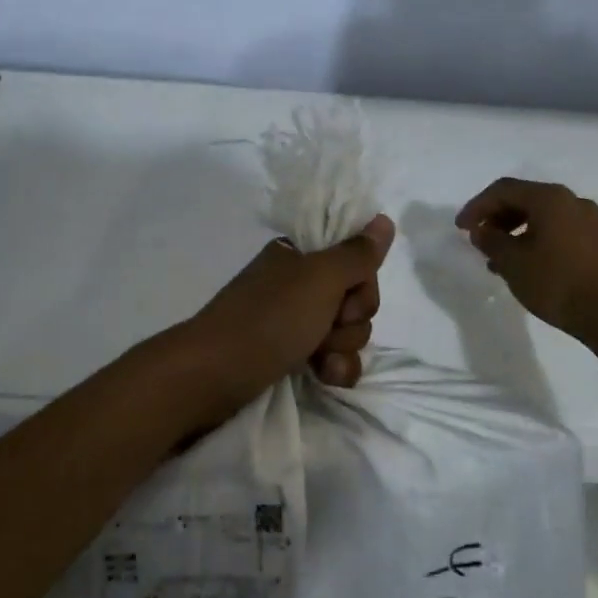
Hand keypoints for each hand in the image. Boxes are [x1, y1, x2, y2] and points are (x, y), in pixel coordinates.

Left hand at [184, 214, 395, 409]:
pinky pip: (334, 358)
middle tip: (328, 325)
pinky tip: (324, 377)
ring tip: (319, 358)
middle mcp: (299, 283)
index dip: (361, 280)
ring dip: (342, 347)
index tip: (347, 292)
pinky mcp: (292, 356)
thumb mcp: (320, 278)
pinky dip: (335, 368)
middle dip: (352, 317)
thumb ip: (358, 253)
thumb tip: (384, 220)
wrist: (213, 376)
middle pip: (356, 296)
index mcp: (301, 254)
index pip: (355, 257)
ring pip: (348, 330)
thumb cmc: (269, 318)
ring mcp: (295, 321)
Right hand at [455, 179, 597, 343]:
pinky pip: (559, 230)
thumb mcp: (512, 262)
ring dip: (515, 230)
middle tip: (478, 239)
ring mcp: (590, 220)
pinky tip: (526, 264)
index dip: (477, 206)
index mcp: (550, 198)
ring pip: (543, 216)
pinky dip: (537, 239)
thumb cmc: (556, 283)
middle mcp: (572, 201)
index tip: (460, 228)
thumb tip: (481, 231)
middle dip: (497, 217)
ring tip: (498, 257)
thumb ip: (490, 241)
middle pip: (525, 199)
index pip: (504, 190)